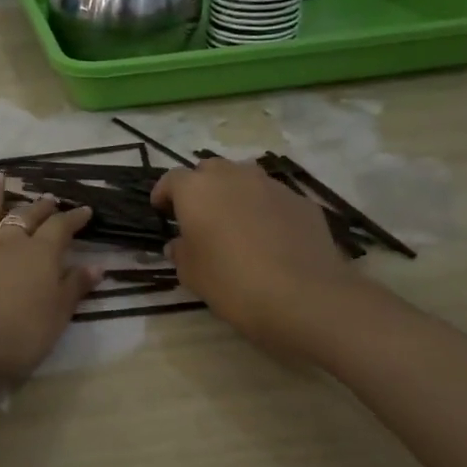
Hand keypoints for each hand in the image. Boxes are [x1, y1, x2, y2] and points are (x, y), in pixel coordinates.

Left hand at [0, 173, 100, 383]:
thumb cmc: (18, 332)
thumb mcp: (57, 315)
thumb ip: (74, 288)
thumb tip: (96, 266)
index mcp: (40, 255)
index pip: (60, 229)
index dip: (73, 218)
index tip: (84, 210)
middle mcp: (7, 244)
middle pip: (25, 218)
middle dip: (38, 207)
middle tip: (47, 197)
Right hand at [151, 158, 366, 353]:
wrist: (304, 296)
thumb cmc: (232, 283)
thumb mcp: (192, 274)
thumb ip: (181, 252)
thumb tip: (180, 243)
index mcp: (197, 190)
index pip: (172, 179)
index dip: (164, 193)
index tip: (162, 211)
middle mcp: (233, 177)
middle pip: (210, 169)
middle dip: (201, 187)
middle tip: (200, 215)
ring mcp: (272, 186)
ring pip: (245, 178)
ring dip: (235, 193)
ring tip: (236, 223)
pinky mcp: (302, 201)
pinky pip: (274, 198)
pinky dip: (266, 209)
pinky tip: (270, 238)